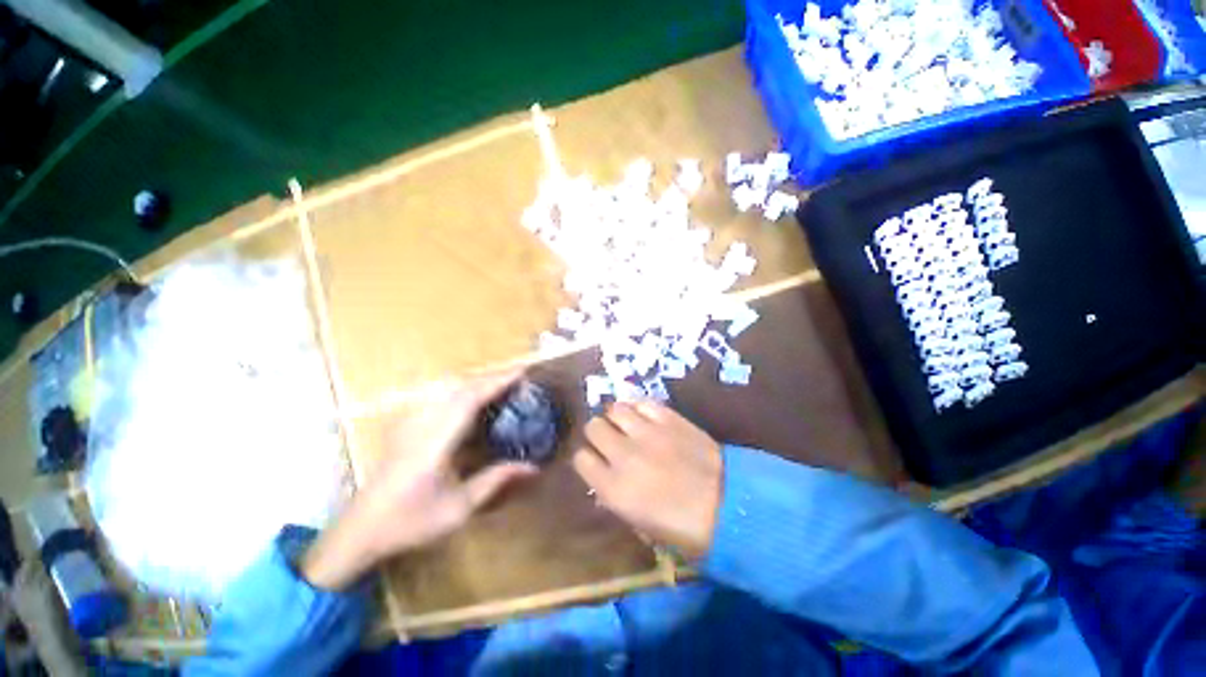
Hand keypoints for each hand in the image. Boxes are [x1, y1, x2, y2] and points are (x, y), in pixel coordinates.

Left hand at [303, 371, 537, 589]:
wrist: (359, 531)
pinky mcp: (406, 426)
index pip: (470, 399)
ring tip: (498, 388)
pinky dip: (459, 392)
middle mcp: (423, 425)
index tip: (521, 373)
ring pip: (446, 389)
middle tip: (516, 380)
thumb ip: (496, 480)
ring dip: (475, 383)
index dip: (497, 383)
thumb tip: (532, 467)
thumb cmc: (410, 522)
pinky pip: (437, 398)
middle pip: (459, 387)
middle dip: (490, 378)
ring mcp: (411, 423)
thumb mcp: (459, 508)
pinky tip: (468, 404)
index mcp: (436, 442)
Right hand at [572, 402, 722, 561]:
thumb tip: (604, 480)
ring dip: (616, 416)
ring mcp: (647, 432)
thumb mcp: (640, 524)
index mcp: (613, 488)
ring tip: (626, 424)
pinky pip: (642, 402)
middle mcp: (624, 455)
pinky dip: (638, 407)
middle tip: (611, 439)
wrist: (729, 505)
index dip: (587, 458)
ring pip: (615, 409)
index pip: (581, 459)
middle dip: (598, 433)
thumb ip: (615, 497)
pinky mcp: (668, 418)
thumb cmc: (684, 527)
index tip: (595, 460)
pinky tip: (643, 415)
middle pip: (593, 427)